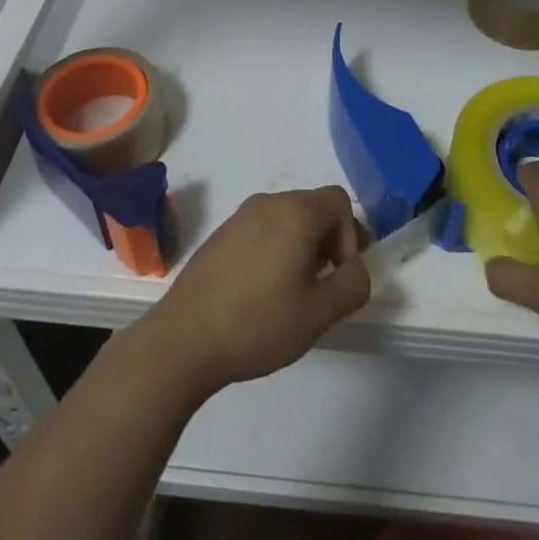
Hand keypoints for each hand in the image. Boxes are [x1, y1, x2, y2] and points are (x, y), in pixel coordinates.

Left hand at [139, 186, 369, 397]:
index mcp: (296, 212)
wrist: (184, 339)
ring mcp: (239, 216)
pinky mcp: (220, 235)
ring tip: (292, 292)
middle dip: (327, 241)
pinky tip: (261, 292)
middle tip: (321, 285)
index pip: (339, 201)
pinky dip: (274, 249)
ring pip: (286, 219)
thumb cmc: (259, 323)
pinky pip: (261, 230)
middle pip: (313, 207)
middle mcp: (268, 203)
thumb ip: (353, 284)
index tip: (338, 273)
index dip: (350, 235)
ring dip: (300, 246)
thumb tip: (354, 268)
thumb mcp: (320, 312)